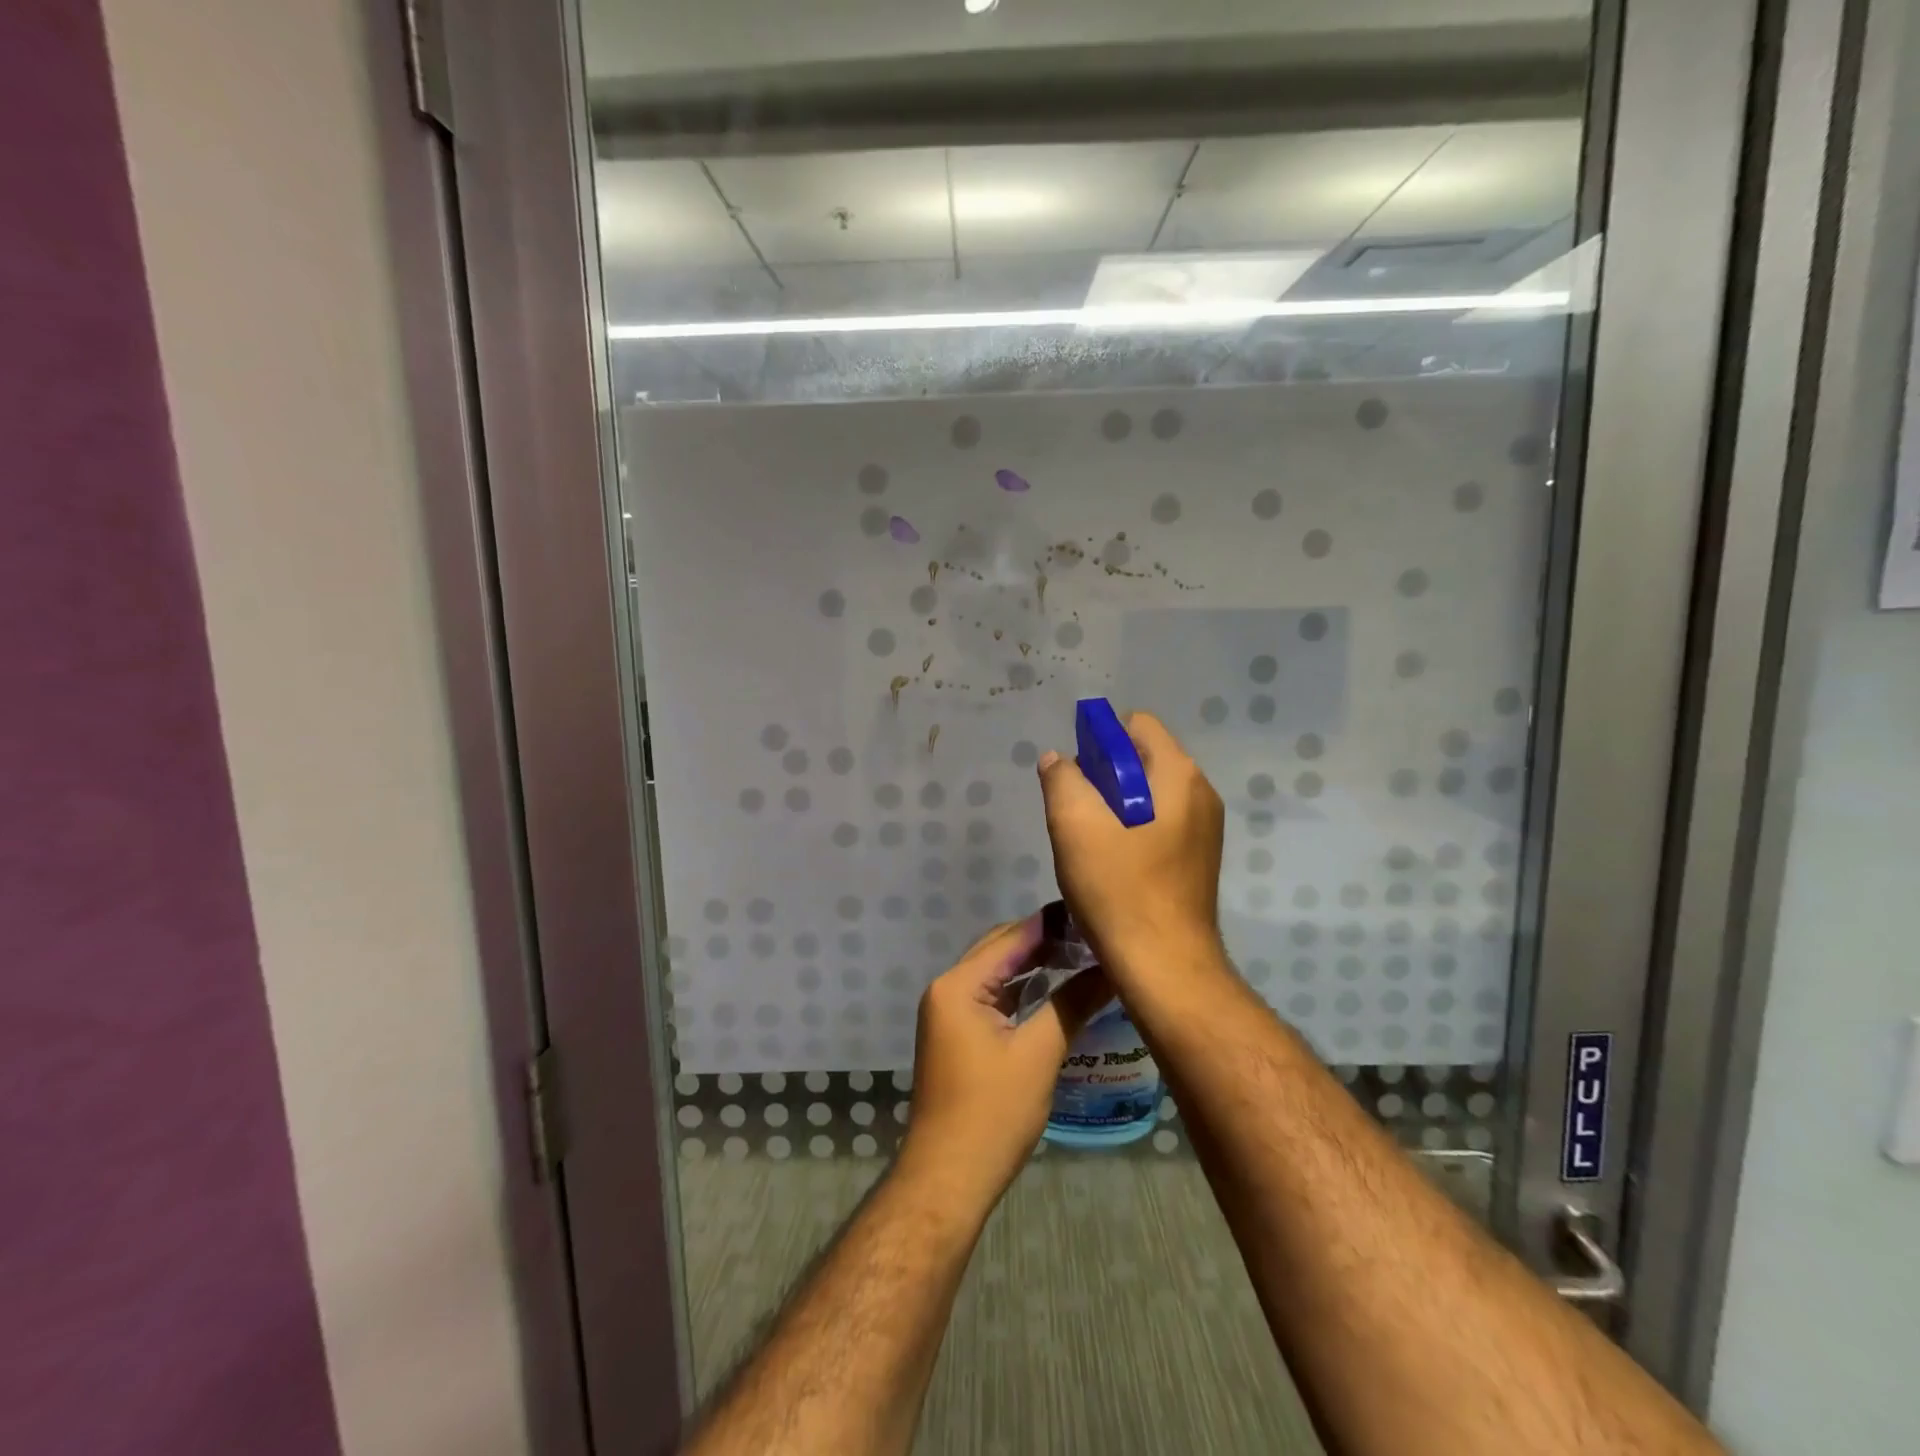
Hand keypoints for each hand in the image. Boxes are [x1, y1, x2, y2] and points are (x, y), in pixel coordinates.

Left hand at [900, 917, 1110, 1212]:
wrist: (947, 1177)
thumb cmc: (992, 1114)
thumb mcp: (1038, 1055)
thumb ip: (1071, 1004)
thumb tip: (1110, 969)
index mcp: (958, 985)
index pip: (1010, 938)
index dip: (1050, 924)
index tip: (1089, 912)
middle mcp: (946, 989)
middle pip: (998, 950)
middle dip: (1042, 941)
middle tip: (1090, 934)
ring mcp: (948, 1013)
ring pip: (995, 974)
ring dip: (1032, 965)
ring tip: (1079, 955)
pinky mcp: (956, 1034)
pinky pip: (991, 998)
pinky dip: (1020, 991)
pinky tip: (1052, 989)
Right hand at [1036, 711, 1224, 985]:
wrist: (1164, 966)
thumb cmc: (1119, 888)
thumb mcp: (1075, 825)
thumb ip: (1062, 779)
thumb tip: (1057, 759)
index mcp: (1180, 775)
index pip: (1138, 725)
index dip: (1100, 738)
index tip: (1076, 773)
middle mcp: (1201, 794)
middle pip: (1143, 759)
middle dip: (1104, 775)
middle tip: (1076, 812)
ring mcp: (1204, 829)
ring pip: (1148, 794)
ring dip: (1114, 806)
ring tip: (1088, 841)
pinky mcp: (1197, 859)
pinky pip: (1158, 824)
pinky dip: (1131, 830)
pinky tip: (1110, 863)